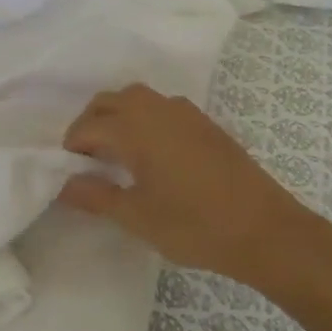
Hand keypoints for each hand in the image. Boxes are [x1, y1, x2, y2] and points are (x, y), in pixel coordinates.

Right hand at [59, 84, 328, 289]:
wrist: (267, 231)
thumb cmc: (194, 225)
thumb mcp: (136, 217)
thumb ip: (96, 196)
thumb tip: (64, 184)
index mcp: (134, 128)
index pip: (87, 126)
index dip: (72, 147)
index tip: (69, 171)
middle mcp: (156, 110)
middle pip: (108, 101)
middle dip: (91, 123)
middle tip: (87, 157)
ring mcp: (185, 113)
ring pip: (137, 98)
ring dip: (118, 115)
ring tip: (117, 150)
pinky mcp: (206, 124)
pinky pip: (162, 107)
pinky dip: (145, 118)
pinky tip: (153, 152)